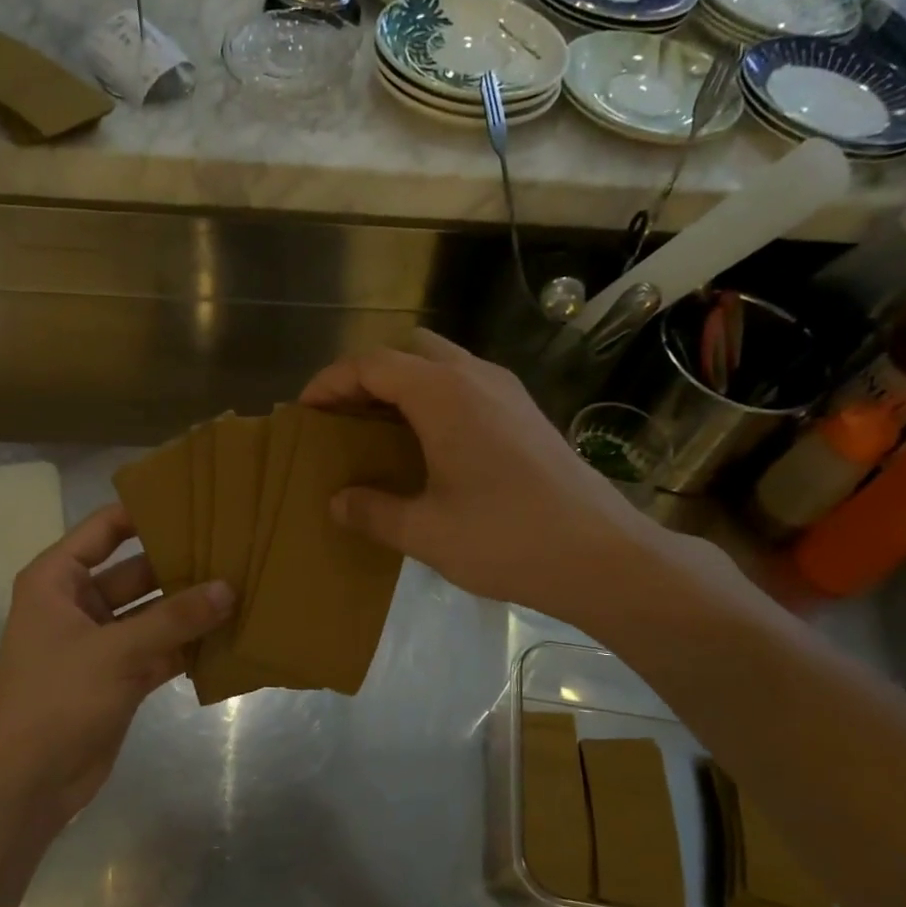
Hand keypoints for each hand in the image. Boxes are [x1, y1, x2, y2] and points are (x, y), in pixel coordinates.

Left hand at [0, 504, 231, 825]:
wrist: (25, 783)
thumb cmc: (56, 700)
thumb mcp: (116, 651)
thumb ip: (174, 619)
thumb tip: (229, 589)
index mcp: (58, 580)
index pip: (105, 529)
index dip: (146, 512)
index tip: (196, 500)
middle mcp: (79, 604)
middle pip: (138, 571)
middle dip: (182, 564)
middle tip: (235, 548)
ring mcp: (102, 642)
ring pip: (154, 613)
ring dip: (190, 608)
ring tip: (243, 586)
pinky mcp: (120, 677)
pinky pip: (161, 649)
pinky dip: (189, 645)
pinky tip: (230, 635)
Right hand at [300, 330, 664, 621]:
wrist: (600, 555)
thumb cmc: (505, 539)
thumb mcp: (425, 532)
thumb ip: (373, 511)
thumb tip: (338, 501)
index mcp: (444, 394)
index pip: (373, 364)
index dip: (332, 381)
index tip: (306, 409)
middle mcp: (476, 377)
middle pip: (409, 351)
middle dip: (369, 376)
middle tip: (344, 417)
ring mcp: (508, 392)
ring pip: (442, 365)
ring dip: (405, 386)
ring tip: (380, 431)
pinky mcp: (528, 414)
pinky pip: (468, 387)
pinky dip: (436, 400)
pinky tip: (431, 448)